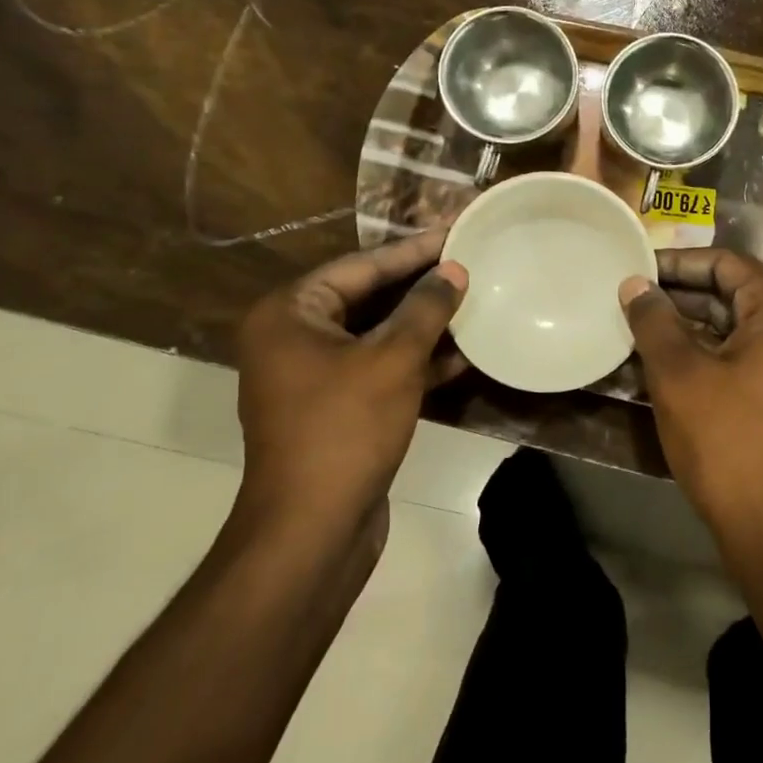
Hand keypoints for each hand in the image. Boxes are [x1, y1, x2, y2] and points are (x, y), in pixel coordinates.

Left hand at [235, 230, 467, 533]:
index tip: (454, 232)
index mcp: (289, 314)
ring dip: (423, 324)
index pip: (360, 266)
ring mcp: (313, 377)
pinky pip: (379, 369)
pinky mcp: (337, 409)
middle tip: (468, 262)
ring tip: (473, 302)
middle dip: (420, 286)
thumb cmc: (346, 429)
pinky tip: (463, 354)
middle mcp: (293, 339)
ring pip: (377, 336)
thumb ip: (426, 308)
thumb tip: (454, 270)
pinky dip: (416, 361)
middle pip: (367, 298)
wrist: (313, 530)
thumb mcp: (393, 359)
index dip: (412, 250)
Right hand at [619, 248, 762, 549]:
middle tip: (630, 300)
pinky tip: (664, 366)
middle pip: (733, 293)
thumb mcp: (680, 375)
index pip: (727, 263)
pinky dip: (706, 355)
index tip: (637, 270)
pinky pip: (742, 359)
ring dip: (689, 327)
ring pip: (735, 329)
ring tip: (638, 330)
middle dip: (680, 295)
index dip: (679, 262)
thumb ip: (654, 321)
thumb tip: (635, 284)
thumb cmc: (728, 442)